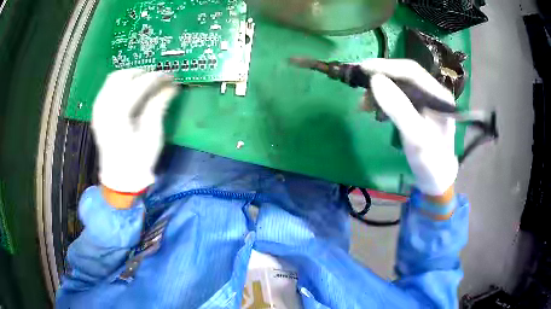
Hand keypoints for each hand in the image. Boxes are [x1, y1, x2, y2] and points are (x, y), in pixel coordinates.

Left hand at [92, 69, 177, 198]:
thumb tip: (171, 87)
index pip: (138, 86)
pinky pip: (107, 87)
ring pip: (113, 79)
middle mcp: (104, 108)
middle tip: (158, 77)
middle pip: (122, 76)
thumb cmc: (137, 160)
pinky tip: (130, 89)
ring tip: (145, 80)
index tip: (170, 76)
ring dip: (130, 75)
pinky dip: (120, 83)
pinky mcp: (97, 112)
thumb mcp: (152, 136)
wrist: (119, 178)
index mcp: (118, 116)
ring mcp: (98, 109)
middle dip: (142, 73)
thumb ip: (158, 107)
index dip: (156, 77)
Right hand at [360, 59, 457, 199]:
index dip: (387, 66)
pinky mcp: (418, 109)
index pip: (412, 71)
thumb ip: (398, 108)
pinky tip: (374, 108)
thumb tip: (375, 80)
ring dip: (380, 90)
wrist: (436, 179)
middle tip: (360, 86)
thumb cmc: (430, 161)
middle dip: (381, 78)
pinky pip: (399, 96)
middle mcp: (434, 93)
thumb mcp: (415, 137)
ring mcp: (426, 100)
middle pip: (405, 75)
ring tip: (364, 104)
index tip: (363, 68)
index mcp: (439, 96)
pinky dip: (384, 99)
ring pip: (400, 85)